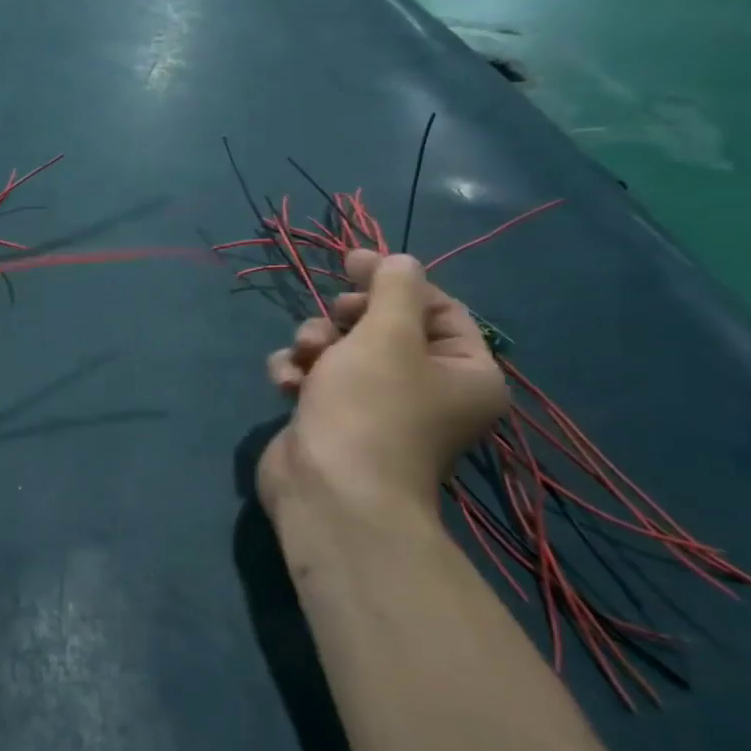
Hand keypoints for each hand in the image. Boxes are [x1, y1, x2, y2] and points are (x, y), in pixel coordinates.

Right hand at [256, 249, 506, 528]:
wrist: (327, 489)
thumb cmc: (370, 406)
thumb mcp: (387, 332)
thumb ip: (393, 286)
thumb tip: (399, 261)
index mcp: (464, 372)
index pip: (437, 307)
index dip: (394, 281)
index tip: (353, 261)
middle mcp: (426, 389)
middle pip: (383, 325)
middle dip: (346, 318)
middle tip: (333, 320)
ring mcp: (376, 407)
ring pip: (341, 348)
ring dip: (314, 343)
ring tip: (304, 358)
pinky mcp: (332, 418)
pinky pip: (316, 376)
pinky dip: (298, 372)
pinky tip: (286, 384)